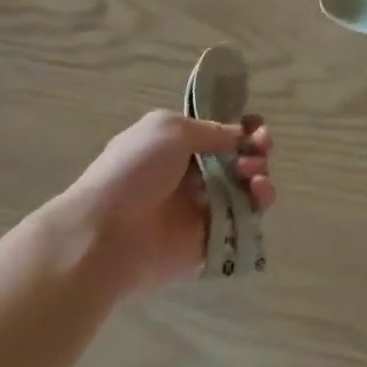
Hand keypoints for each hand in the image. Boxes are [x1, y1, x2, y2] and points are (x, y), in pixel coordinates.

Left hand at [57, 111, 274, 293]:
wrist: (106, 233)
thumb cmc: (133, 171)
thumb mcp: (169, 129)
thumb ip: (211, 130)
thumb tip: (241, 135)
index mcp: (174, 146)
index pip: (217, 134)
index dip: (241, 129)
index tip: (257, 127)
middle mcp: (189, 176)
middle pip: (235, 160)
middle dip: (254, 150)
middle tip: (259, 150)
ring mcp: (200, 209)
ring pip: (244, 189)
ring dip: (259, 175)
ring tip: (255, 176)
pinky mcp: (210, 239)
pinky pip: (242, 221)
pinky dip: (258, 205)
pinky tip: (259, 194)